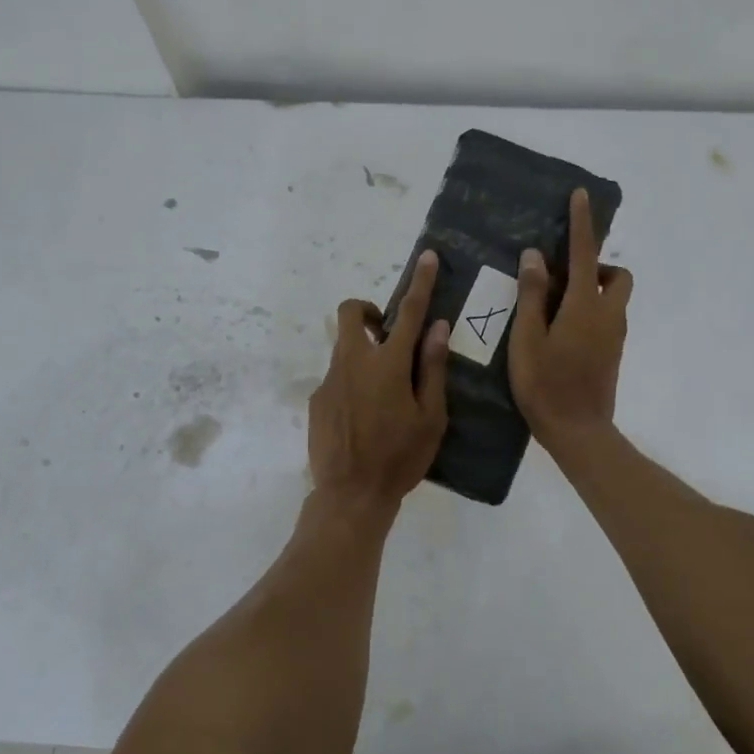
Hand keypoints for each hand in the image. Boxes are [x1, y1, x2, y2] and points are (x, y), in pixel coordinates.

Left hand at [307, 250, 450, 510]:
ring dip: (363, 354)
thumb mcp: (430, 417)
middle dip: (368, 312)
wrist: (350, 496)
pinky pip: (337, 378)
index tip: (427, 257)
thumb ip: (432, 368)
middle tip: (387, 336)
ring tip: (382, 395)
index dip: (421, 283)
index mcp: (387, 364)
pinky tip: (363, 419)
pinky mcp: (316, 399)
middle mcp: (353, 362)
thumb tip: (437, 328)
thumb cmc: (400, 458)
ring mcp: (330, 380)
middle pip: (351, 314)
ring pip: (344, 348)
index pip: (409, 313)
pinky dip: (352, 384)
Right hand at [509, 188, 633, 451]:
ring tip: (556, 306)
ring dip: (595, 289)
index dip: (582, 223)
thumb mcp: (527, 338)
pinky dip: (592, 310)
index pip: (586, 254)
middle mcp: (608, 315)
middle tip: (563, 278)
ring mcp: (615, 336)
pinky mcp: (613, 353)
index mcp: (585, 306)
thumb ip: (533, 294)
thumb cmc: (545, 384)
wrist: (578, 431)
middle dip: (598, 266)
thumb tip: (536, 256)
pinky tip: (561, 331)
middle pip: (617, 276)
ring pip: (615, 298)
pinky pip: (608, 318)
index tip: (580, 196)